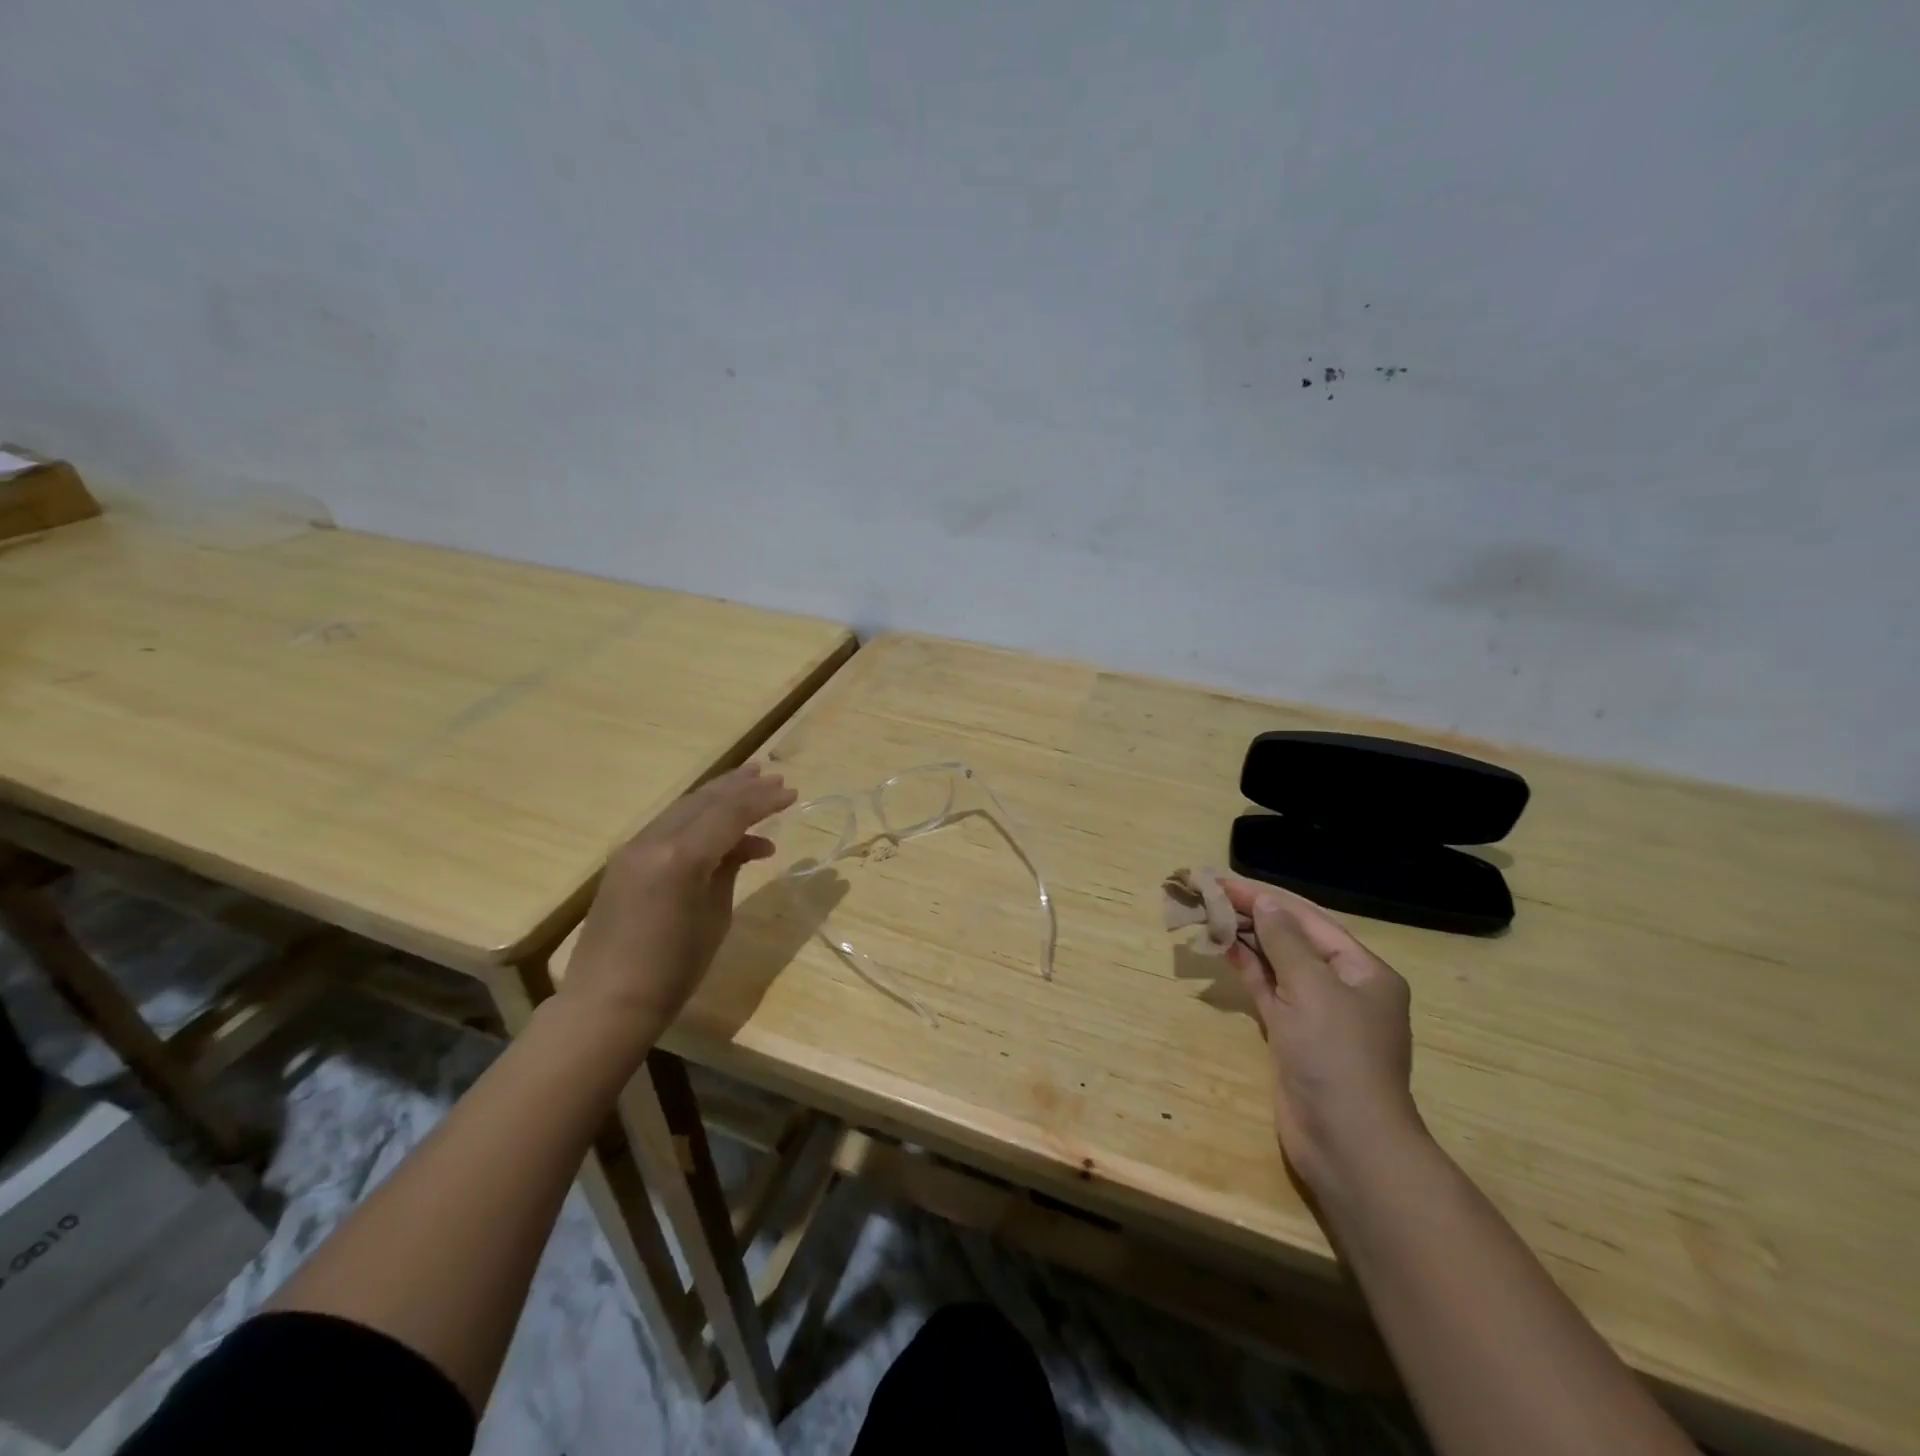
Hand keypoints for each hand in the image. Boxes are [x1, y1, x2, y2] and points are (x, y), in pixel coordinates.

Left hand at [561, 763, 795, 1037]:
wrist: (607, 1002)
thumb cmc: (673, 970)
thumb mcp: (715, 917)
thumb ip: (728, 870)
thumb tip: (744, 845)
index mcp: (681, 858)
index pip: (730, 814)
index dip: (763, 801)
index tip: (791, 792)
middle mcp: (654, 842)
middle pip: (704, 800)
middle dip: (741, 787)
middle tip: (772, 776)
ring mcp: (634, 848)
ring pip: (683, 807)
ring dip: (718, 795)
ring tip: (749, 784)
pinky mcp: (624, 861)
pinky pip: (668, 825)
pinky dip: (697, 818)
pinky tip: (719, 826)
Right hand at [1221, 878, 1425, 1198]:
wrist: (1347, 1143)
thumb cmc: (1337, 1056)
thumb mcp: (1313, 988)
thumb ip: (1285, 941)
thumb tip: (1265, 903)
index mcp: (1364, 971)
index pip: (1308, 919)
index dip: (1266, 897)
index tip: (1224, 881)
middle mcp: (1344, 987)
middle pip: (1293, 939)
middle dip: (1254, 915)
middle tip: (1209, 894)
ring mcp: (1318, 1014)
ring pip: (1277, 964)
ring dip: (1247, 940)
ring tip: (1209, 914)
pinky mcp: (1294, 1036)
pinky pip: (1269, 991)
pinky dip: (1247, 969)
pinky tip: (1222, 948)